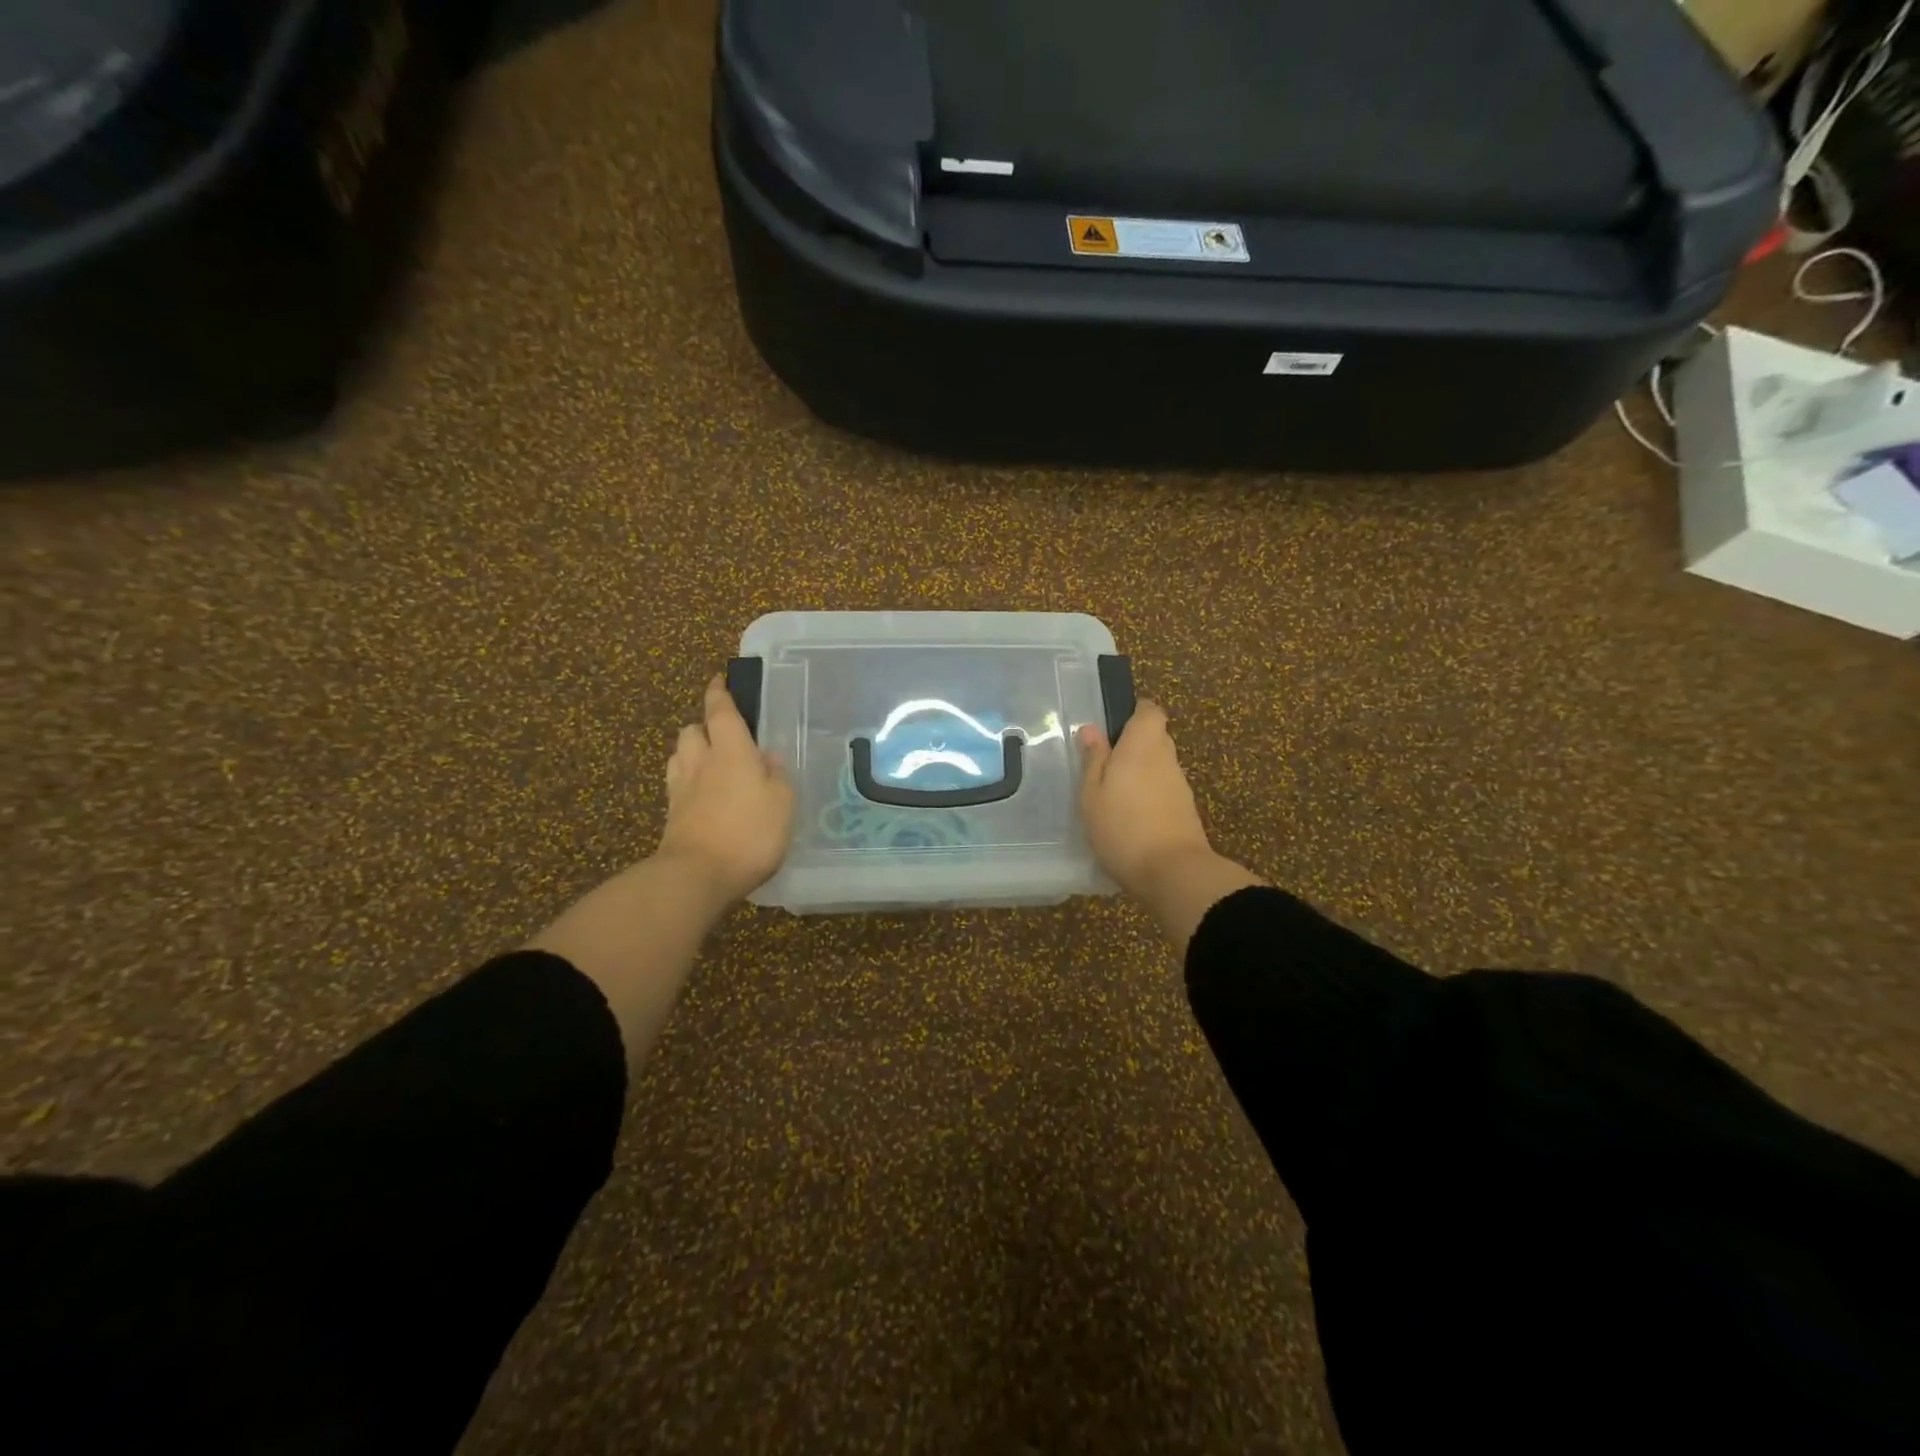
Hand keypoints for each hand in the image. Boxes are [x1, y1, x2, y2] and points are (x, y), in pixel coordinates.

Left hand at [658, 675, 795, 902]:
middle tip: (724, 736)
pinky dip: (688, 782)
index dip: (718, 693)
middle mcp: (701, 763)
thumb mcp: (782, 803)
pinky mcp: (671, 816)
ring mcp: (681, 790)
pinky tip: (703, 795)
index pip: (720, 712)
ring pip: (680, 756)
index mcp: (731, 751)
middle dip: (703, 727)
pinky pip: (677, 786)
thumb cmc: (749, 833)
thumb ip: (777, 777)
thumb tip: (768, 757)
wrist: (697, 876)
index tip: (718, 680)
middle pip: (692, 731)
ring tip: (711, 764)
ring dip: (692, 753)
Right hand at [1077, 700, 1214, 896]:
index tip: (1111, 727)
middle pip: (1154, 737)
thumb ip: (1093, 759)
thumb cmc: (1123, 826)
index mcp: (1143, 744)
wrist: (1173, 872)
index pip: (1150, 710)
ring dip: (1139, 773)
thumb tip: (1092, 729)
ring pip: (1158, 765)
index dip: (1133, 713)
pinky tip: (1129, 817)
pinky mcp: (1185, 810)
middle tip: (1102, 765)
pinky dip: (1148, 795)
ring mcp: (1180, 784)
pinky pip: (1163, 789)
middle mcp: (1166, 757)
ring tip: (1111, 795)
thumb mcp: (1092, 793)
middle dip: (1132, 745)